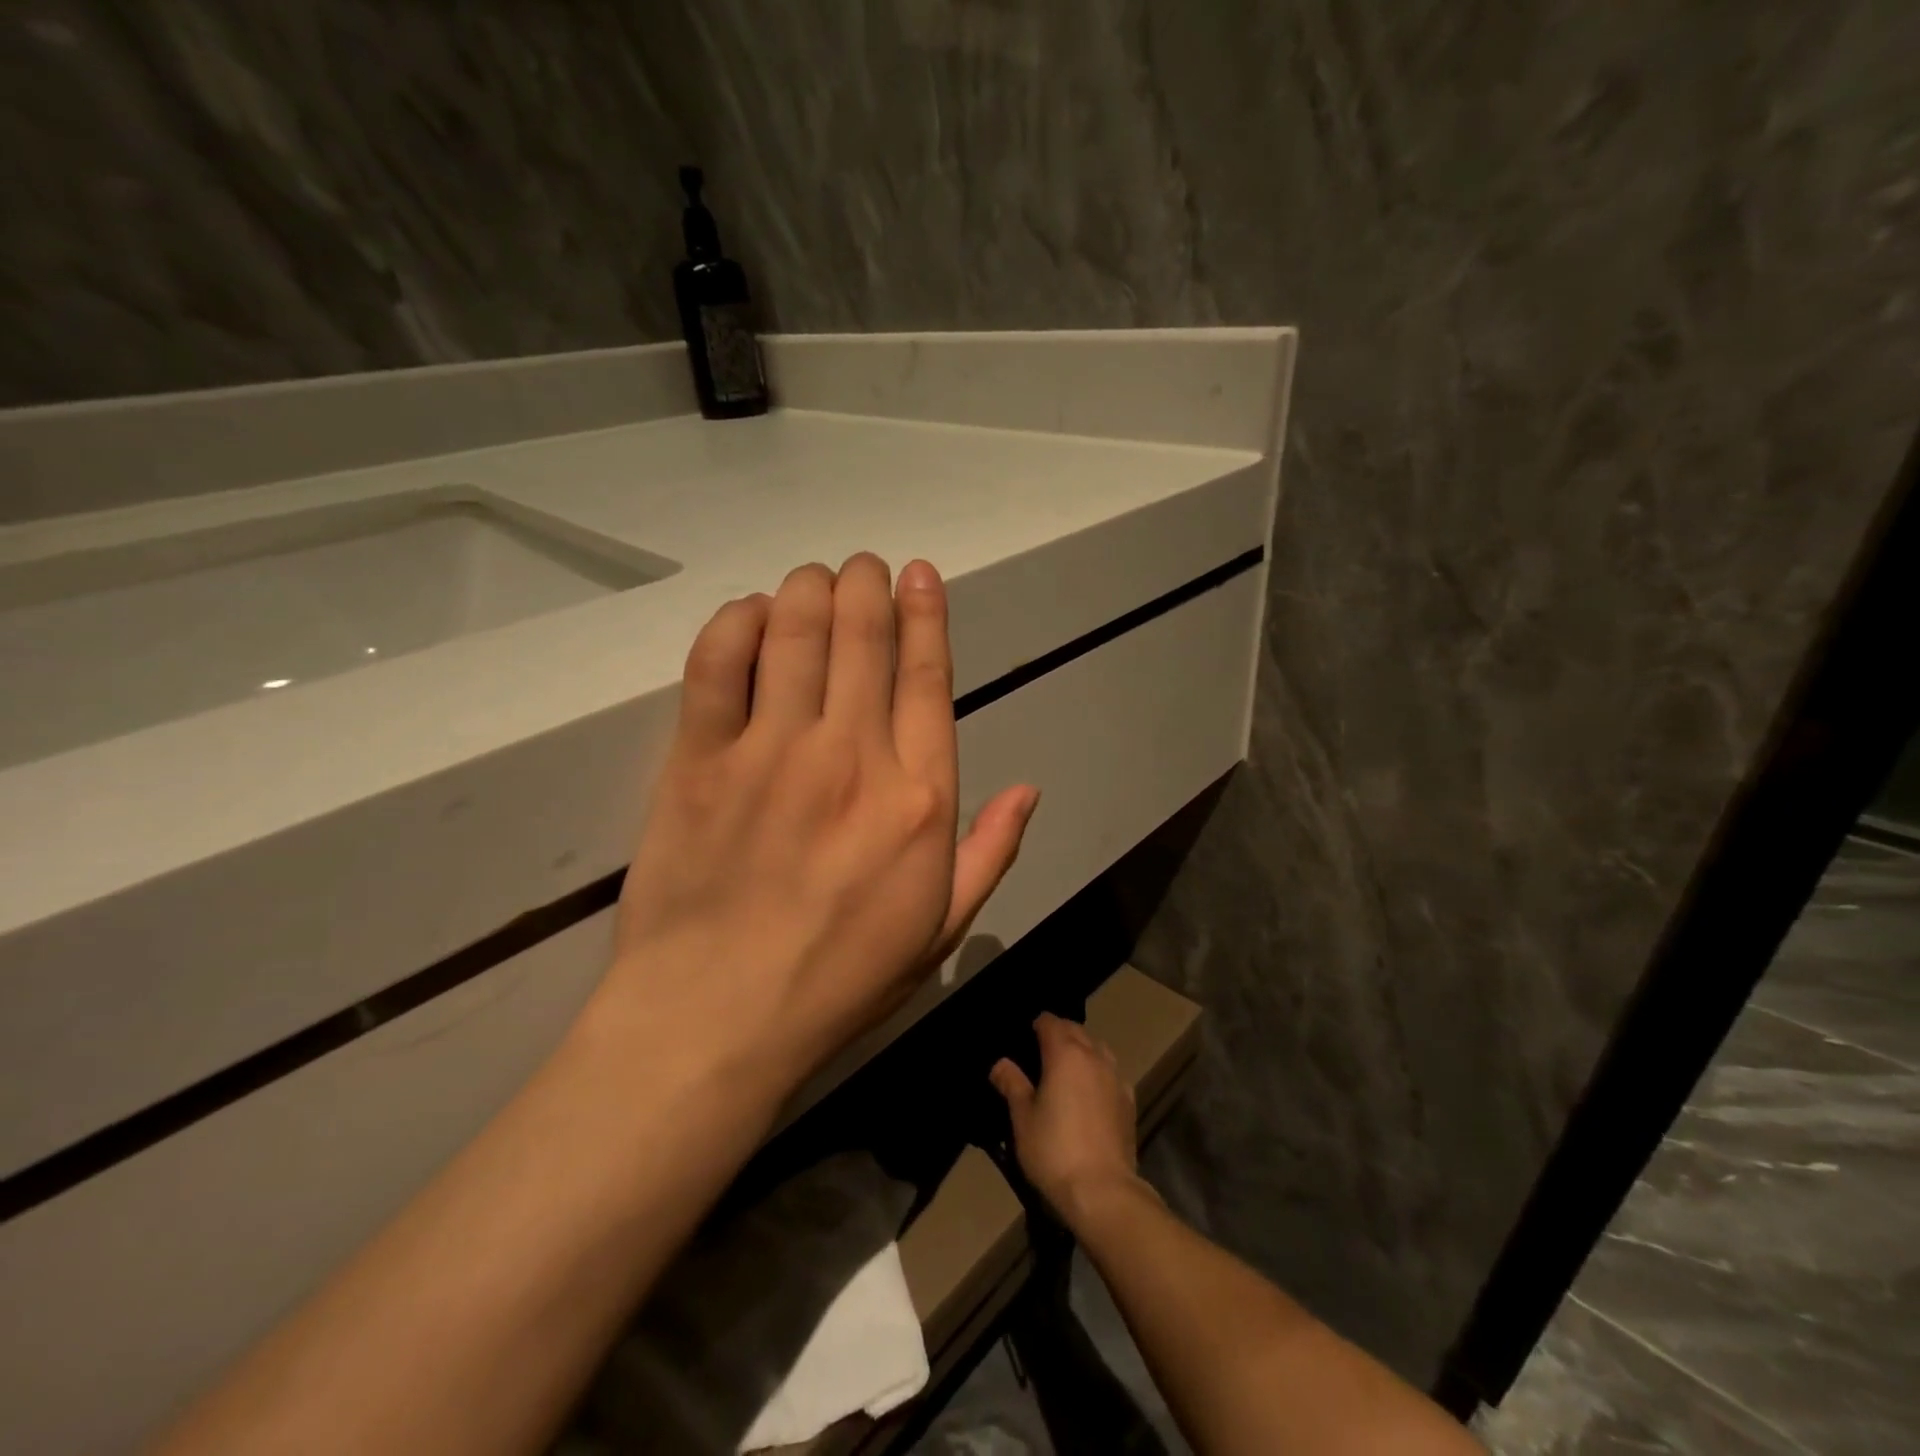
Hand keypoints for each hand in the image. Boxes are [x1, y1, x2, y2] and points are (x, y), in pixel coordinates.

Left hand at [603, 554, 1038, 1093]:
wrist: (716, 1019)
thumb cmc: (839, 979)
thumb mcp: (940, 929)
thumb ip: (991, 852)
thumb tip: (1029, 790)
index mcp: (919, 797)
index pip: (928, 677)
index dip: (925, 614)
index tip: (918, 574)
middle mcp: (852, 756)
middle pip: (863, 635)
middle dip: (865, 583)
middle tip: (862, 566)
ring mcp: (772, 752)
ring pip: (796, 631)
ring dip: (809, 588)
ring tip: (813, 580)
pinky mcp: (700, 760)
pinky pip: (717, 663)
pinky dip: (735, 623)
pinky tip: (750, 614)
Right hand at [990, 1014, 1148, 1230]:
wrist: (1102, 1189)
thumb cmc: (1054, 1150)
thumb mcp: (1022, 1118)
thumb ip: (1012, 1084)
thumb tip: (1001, 1063)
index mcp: (1065, 1053)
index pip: (1050, 1022)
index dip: (1037, 1025)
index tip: (1025, 1037)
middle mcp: (1093, 1056)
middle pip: (1076, 1030)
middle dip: (1059, 1033)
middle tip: (1041, 1053)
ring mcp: (1115, 1077)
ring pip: (1098, 1048)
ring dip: (1082, 1049)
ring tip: (1067, 1069)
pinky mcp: (1129, 1100)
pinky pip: (1111, 1072)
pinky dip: (1099, 1072)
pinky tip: (1091, 1092)